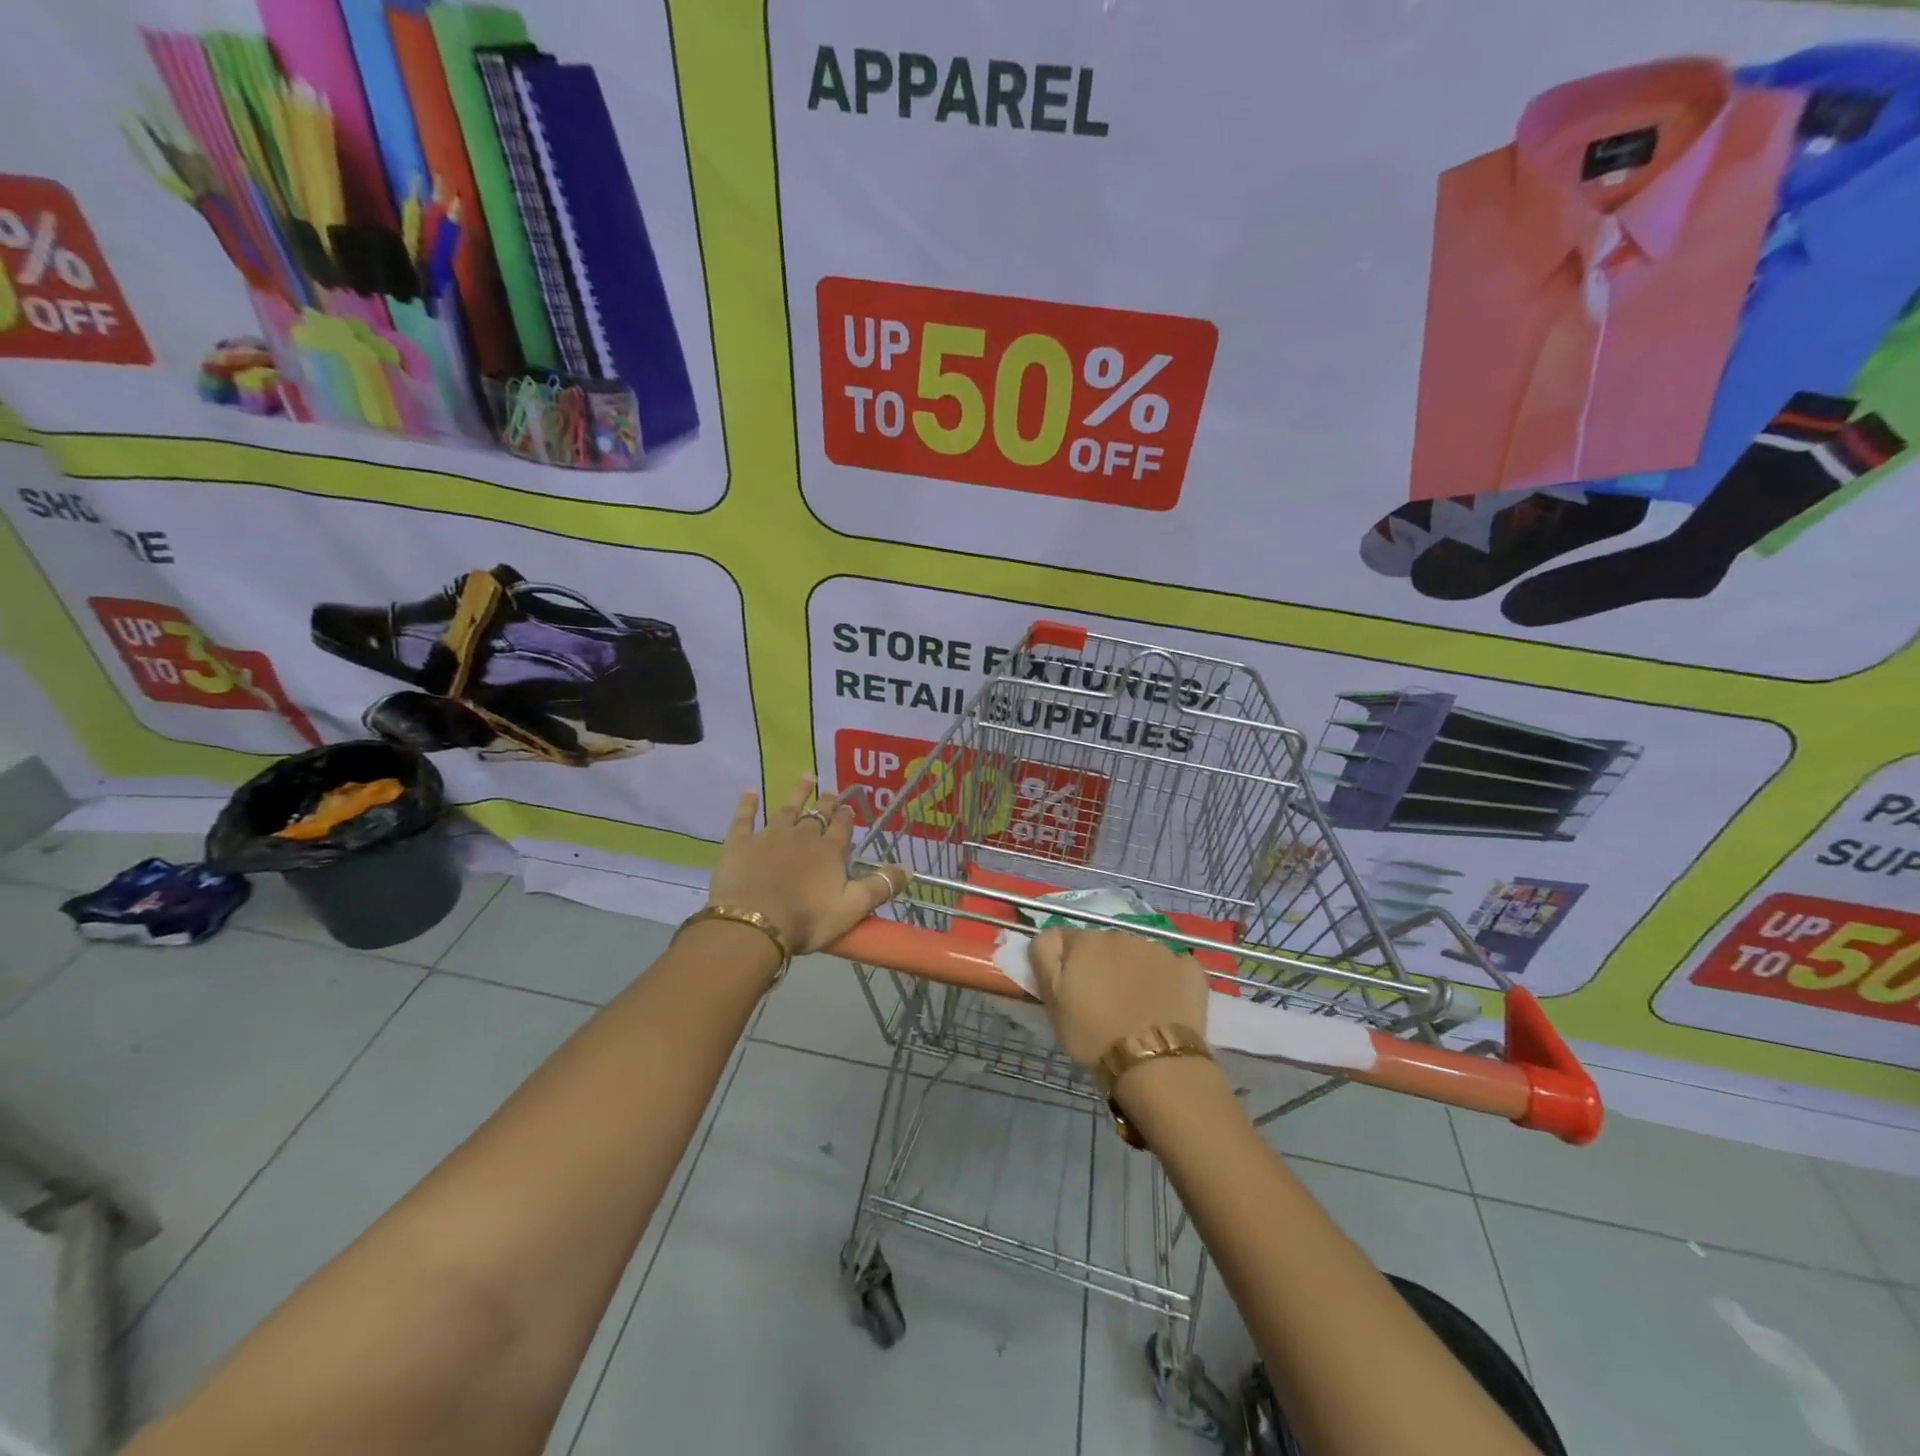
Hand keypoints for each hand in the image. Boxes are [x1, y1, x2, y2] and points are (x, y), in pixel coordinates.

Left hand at [707, 776, 907, 953]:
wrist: (754, 924)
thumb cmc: (807, 920)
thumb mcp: (852, 908)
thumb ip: (880, 886)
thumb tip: (909, 868)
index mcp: (830, 851)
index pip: (843, 828)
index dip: (847, 817)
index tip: (850, 807)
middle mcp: (802, 836)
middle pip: (818, 815)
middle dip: (828, 803)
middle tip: (833, 792)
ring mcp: (770, 836)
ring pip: (787, 808)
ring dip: (797, 793)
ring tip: (806, 777)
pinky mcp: (741, 843)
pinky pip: (745, 817)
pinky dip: (748, 803)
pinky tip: (750, 791)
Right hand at [1029, 927, 1209, 1066]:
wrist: (1155, 1062)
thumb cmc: (1093, 1035)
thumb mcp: (1052, 999)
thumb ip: (1045, 957)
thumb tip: (1050, 936)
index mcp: (1086, 941)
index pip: (1066, 940)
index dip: (1065, 963)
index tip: (1070, 990)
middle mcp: (1121, 935)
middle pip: (1104, 945)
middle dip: (1101, 965)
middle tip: (1102, 1002)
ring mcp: (1159, 949)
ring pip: (1138, 954)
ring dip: (1133, 971)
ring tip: (1136, 1007)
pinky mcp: (1188, 967)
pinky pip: (1172, 967)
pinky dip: (1168, 980)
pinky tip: (1166, 1004)